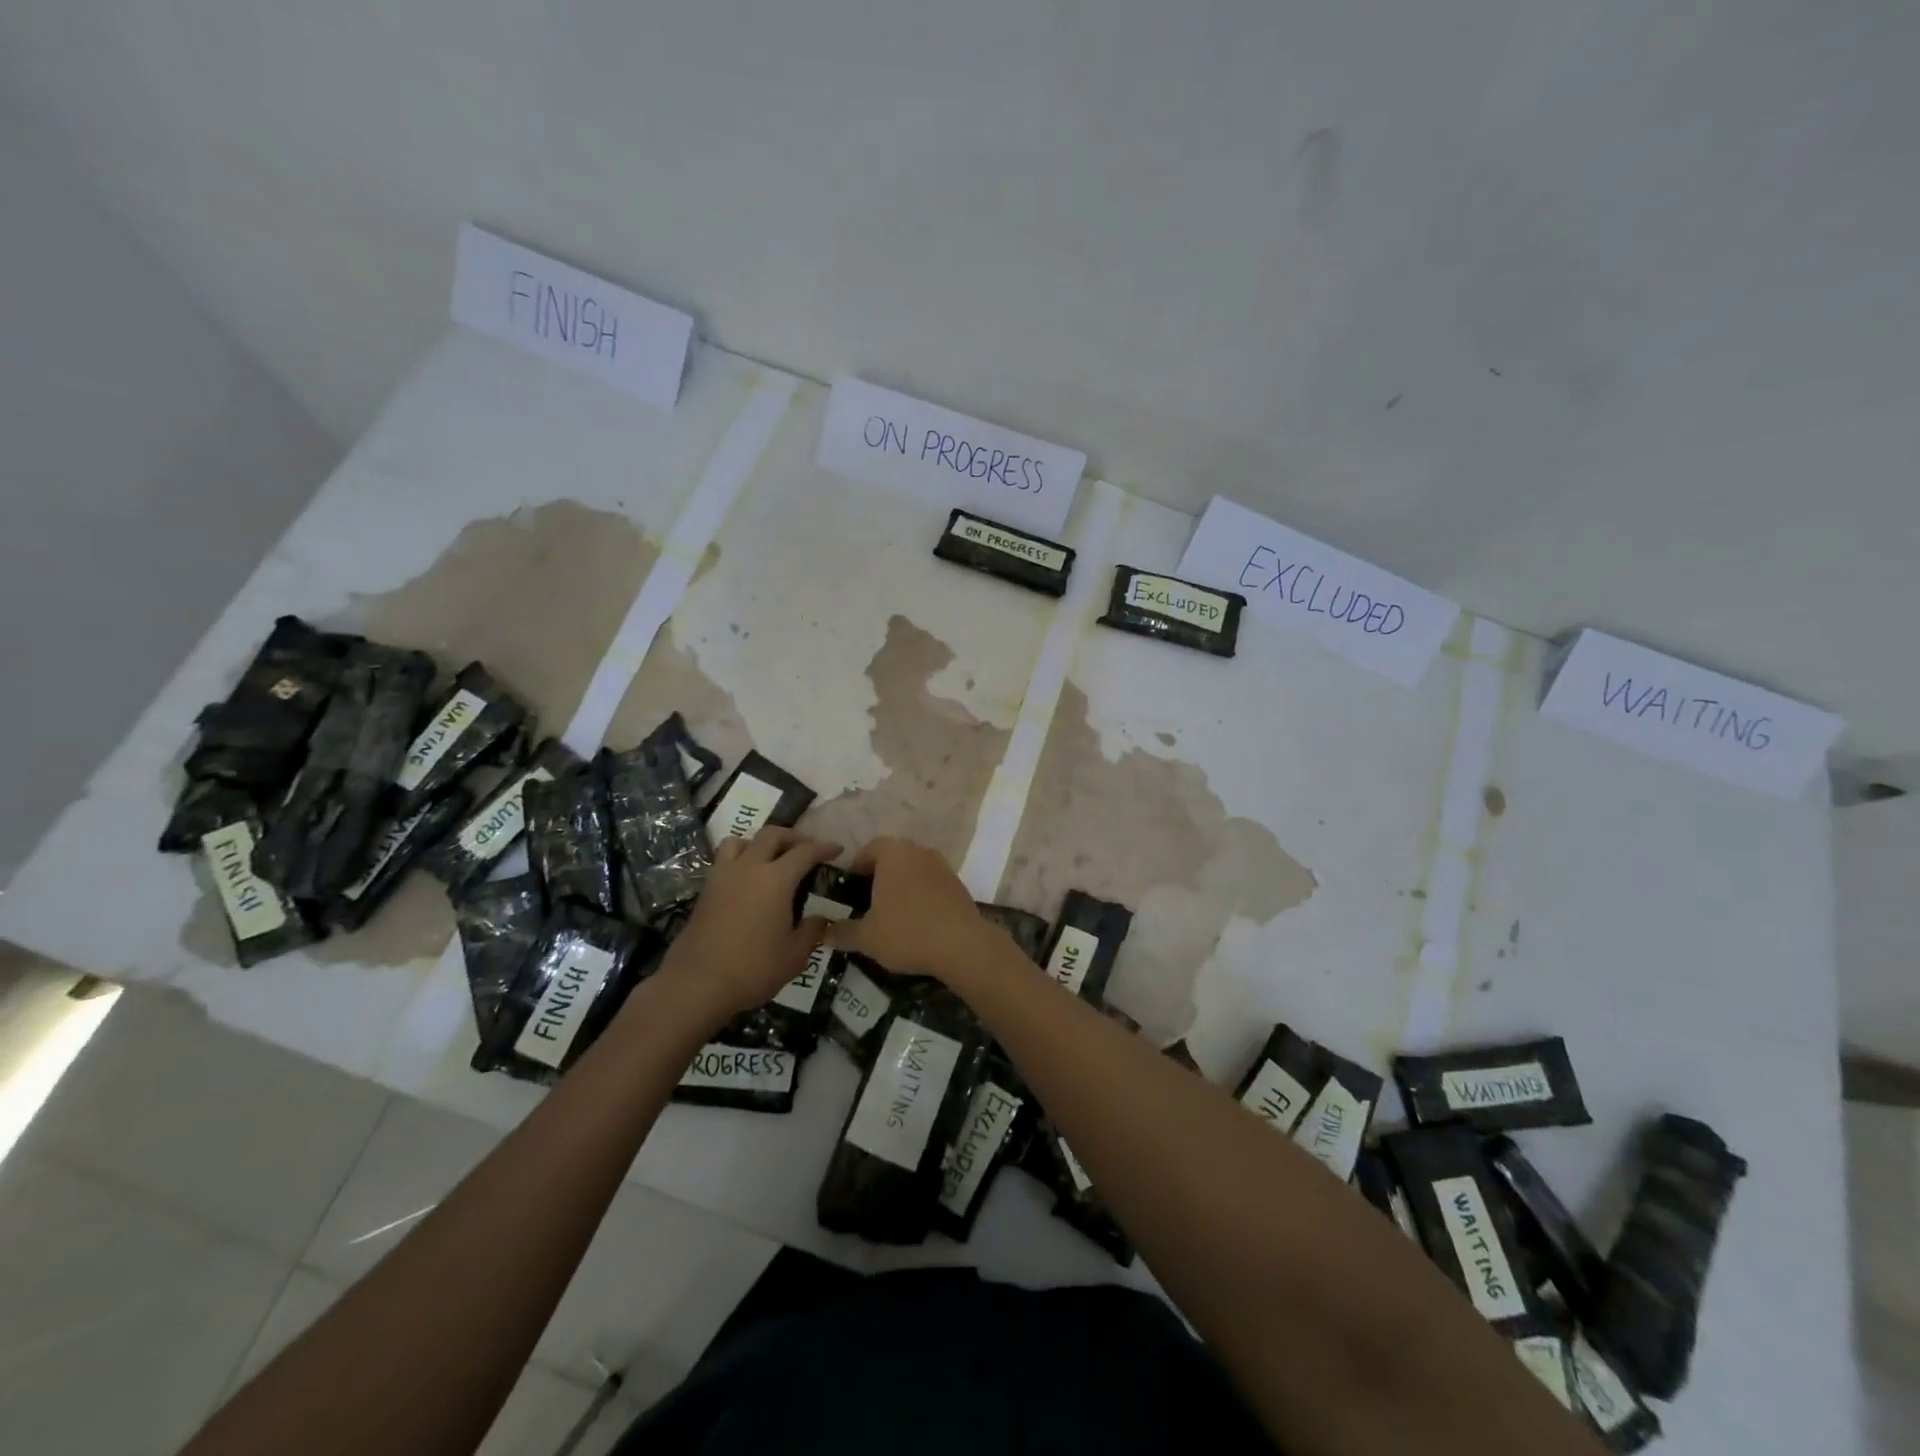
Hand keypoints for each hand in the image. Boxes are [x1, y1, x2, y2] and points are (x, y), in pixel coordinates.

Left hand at [656, 828, 841, 1025]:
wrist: (696, 984)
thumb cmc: (752, 968)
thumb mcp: (794, 956)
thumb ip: (811, 931)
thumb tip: (819, 919)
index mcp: (776, 879)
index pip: (805, 852)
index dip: (824, 847)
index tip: (837, 848)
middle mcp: (749, 868)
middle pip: (771, 835)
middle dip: (793, 837)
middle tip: (806, 849)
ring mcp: (723, 877)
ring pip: (741, 841)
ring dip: (759, 843)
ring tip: (770, 859)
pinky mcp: (705, 891)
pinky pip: (724, 860)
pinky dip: (740, 860)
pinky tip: (747, 881)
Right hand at [826, 837, 1003, 981]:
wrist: (962, 945)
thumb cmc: (906, 932)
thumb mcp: (866, 937)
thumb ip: (841, 932)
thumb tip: (822, 933)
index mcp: (894, 854)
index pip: (869, 849)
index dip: (856, 868)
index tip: (848, 890)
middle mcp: (919, 851)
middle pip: (892, 857)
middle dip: (878, 876)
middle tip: (866, 903)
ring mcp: (942, 866)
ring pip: (913, 870)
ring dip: (901, 885)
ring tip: (891, 914)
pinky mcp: (958, 884)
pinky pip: (931, 883)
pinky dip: (920, 895)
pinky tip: (916, 921)